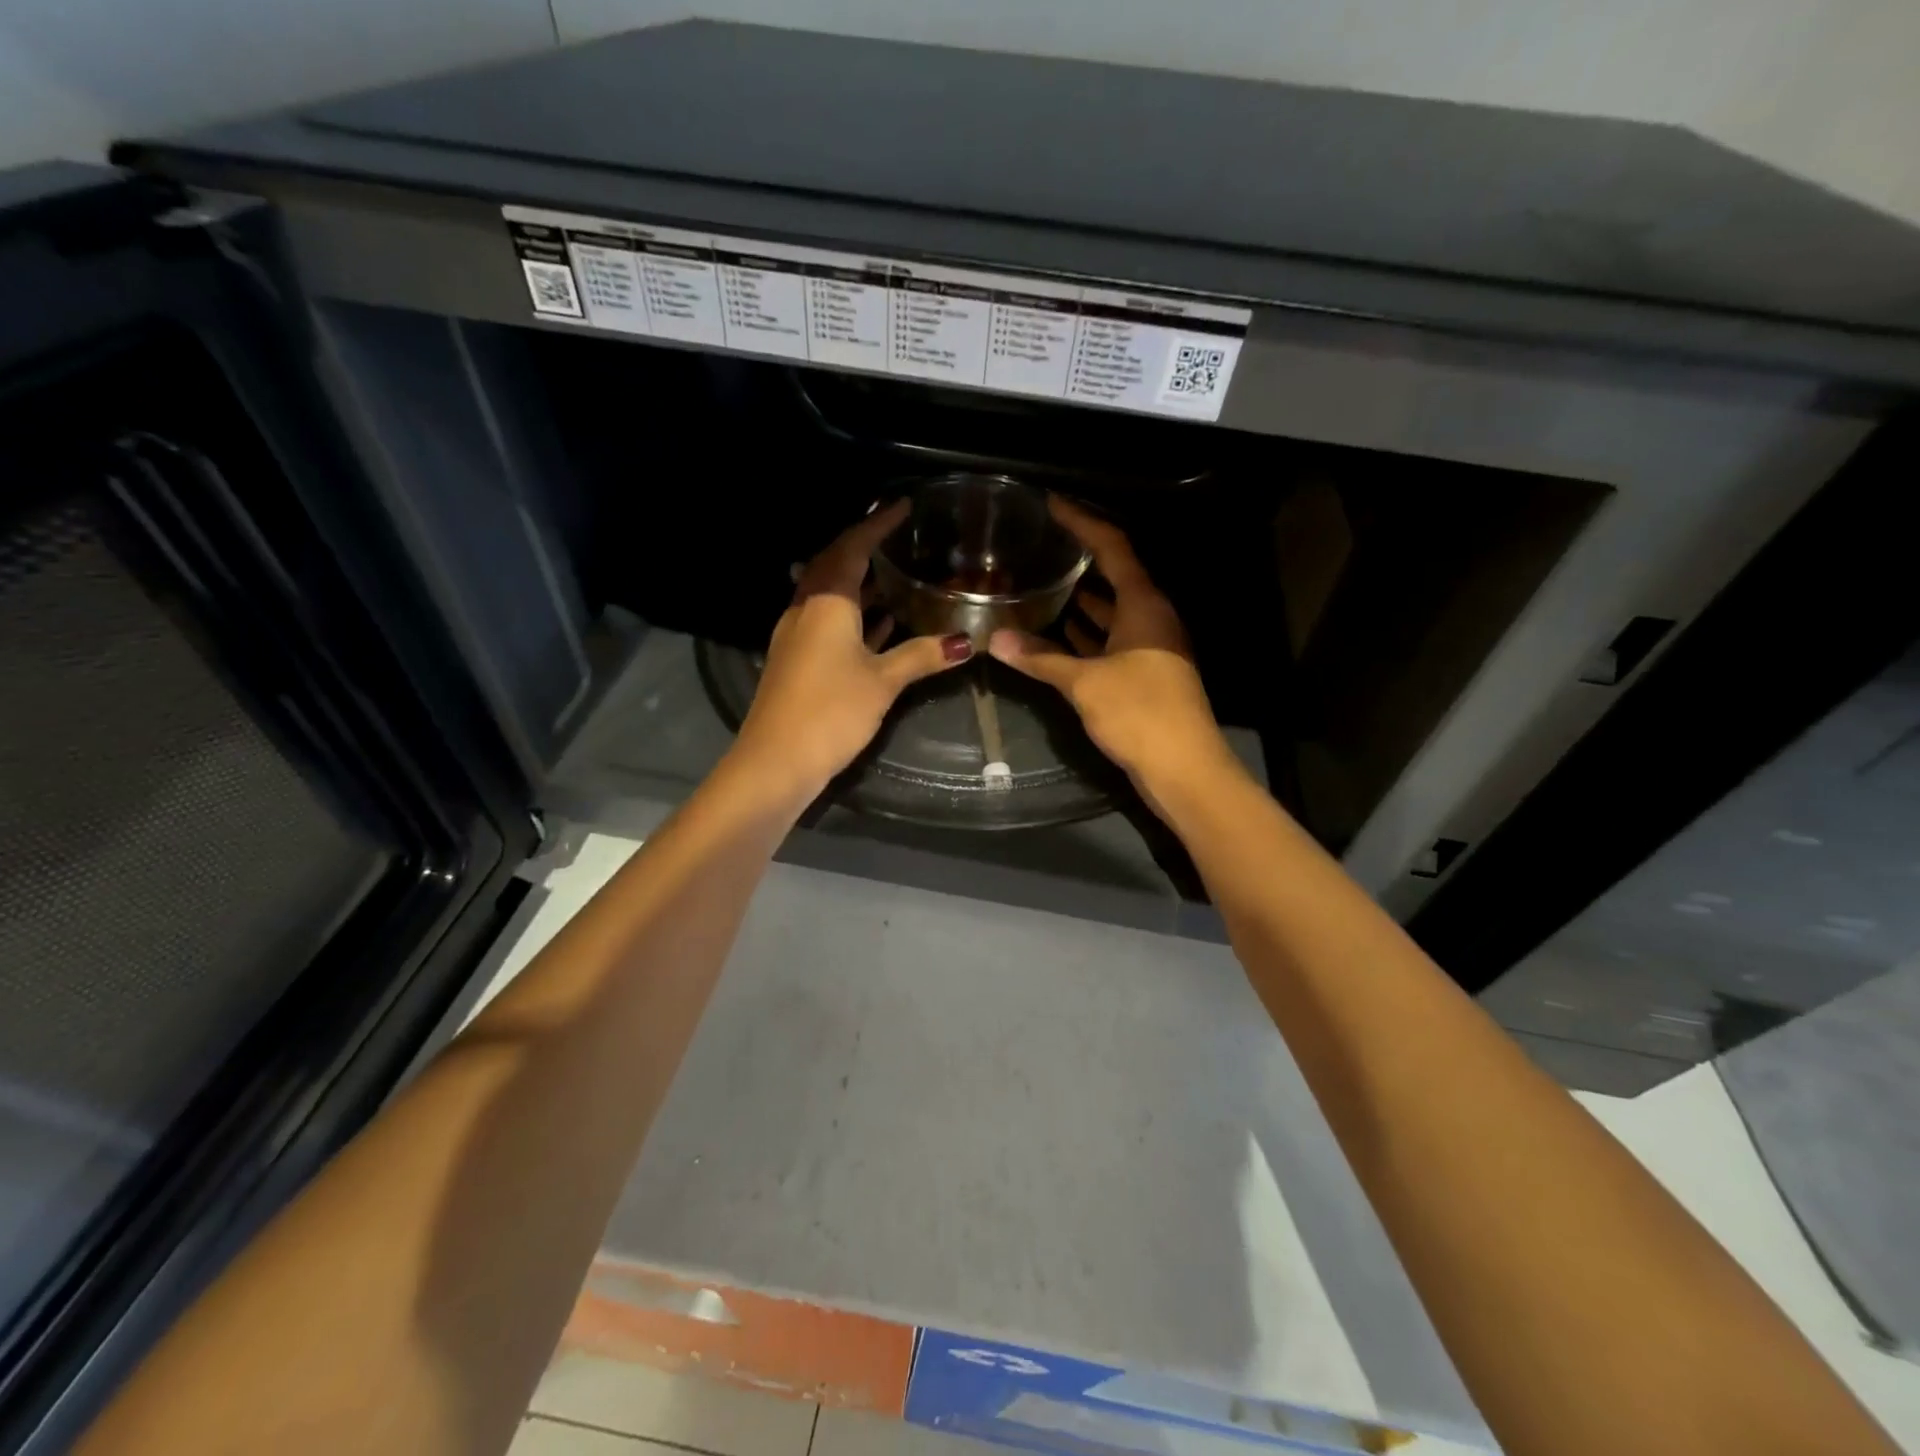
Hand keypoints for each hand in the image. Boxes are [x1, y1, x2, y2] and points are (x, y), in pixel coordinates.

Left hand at [732, 500, 973, 799]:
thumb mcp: (882, 681)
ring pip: (829, 595)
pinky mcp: (796, 660)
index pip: (852, 548)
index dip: (876, 525)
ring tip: (893, 575)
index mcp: (826, 602)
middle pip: (834, 565)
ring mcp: (796, 635)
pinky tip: (878, 624)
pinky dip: (853, 615)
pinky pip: (827, 621)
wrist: (775, 761)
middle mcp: (805, 609)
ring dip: (858, 582)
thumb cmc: (830, 711)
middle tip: (895, 535)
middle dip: (863, 547)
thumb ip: (921, 656)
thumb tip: (964, 642)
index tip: (900, 506)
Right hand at [988, 497, 1239, 805]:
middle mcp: (1151, 618)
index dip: (1083, 522)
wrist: (1184, 768)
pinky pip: (1111, 640)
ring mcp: (1150, 647)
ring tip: (1042, 583)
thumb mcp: (1085, 683)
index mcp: (1144, 605)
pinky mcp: (1144, 674)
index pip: (1114, 547)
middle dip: (1080, 558)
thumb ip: (1040, 658)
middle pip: (1115, 575)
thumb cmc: (1139, 713)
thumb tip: (995, 640)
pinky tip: (1060, 633)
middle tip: (1040, 546)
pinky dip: (1087, 634)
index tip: (1052, 505)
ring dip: (1082, 598)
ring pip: (1112, 611)